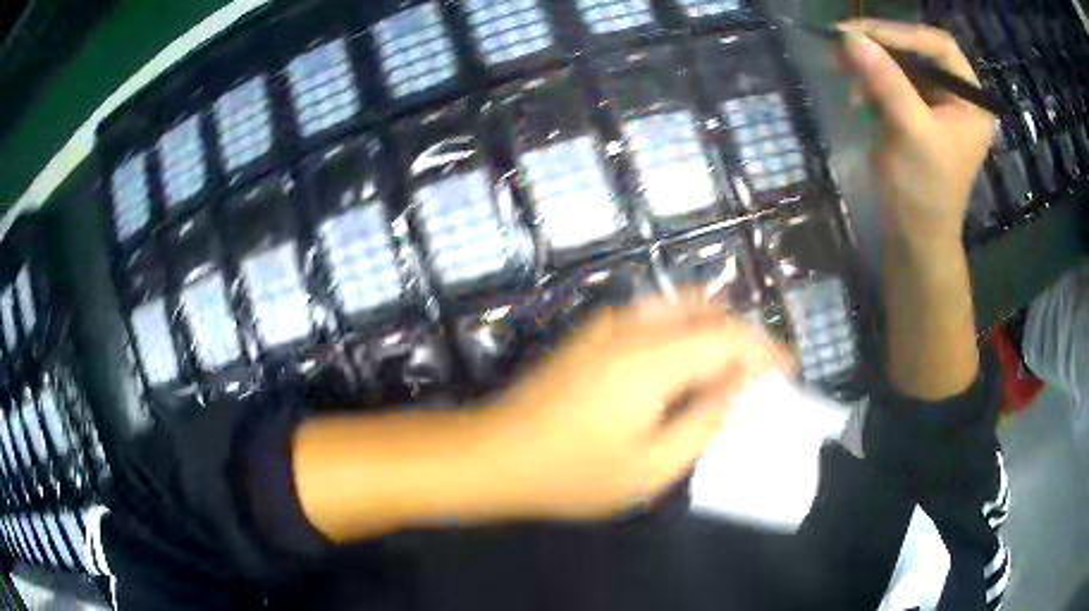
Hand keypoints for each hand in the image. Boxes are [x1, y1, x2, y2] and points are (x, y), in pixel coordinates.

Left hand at [484, 295, 788, 520]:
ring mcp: (607, 327)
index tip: (789, 369)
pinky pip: (654, 317)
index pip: (729, 338)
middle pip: (708, 313)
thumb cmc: (571, 473)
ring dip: (715, 329)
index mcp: (653, 359)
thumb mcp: (651, 467)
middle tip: (761, 374)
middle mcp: (633, 329)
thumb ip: (703, 424)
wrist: (494, 454)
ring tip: (731, 368)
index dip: (766, 351)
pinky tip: (685, 362)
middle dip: (744, 337)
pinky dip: (684, 330)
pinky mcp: (592, 336)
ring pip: (680, 307)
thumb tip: (736, 391)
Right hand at [840, 19, 994, 246]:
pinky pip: (890, 82)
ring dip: (869, 63)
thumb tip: (850, 37)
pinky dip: (869, 82)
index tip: (861, 32)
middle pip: (917, 51)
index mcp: (970, 101)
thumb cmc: (925, 190)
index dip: (901, 33)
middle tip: (842, 42)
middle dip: (880, 46)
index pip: (938, 46)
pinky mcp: (914, 113)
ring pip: (899, 64)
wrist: (914, 237)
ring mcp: (934, 104)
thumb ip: (886, 81)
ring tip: (839, 66)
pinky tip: (854, 95)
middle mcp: (956, 96)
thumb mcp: (910, 132)